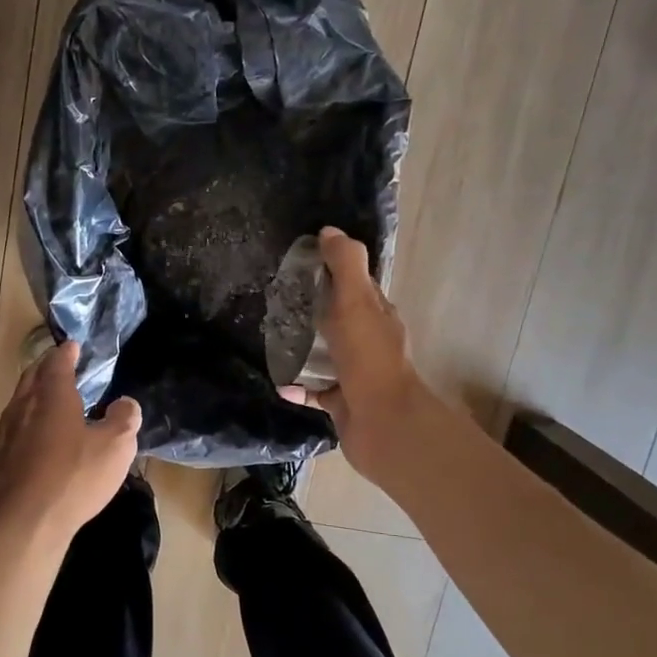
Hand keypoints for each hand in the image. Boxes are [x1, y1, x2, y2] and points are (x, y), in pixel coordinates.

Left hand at [0, 339, 141, 543]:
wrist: (23, 523)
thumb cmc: (72, 477)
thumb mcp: (115, 447)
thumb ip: (124, 419)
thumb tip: (125, 403)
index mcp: (52, 396)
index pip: (57, 363)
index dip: (66, 353)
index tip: (73, 346)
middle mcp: (24, 407)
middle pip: (32, 377)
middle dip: (46, 368)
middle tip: (60, 366)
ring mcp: (7, 433)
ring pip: (20, 402)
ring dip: (34, 394)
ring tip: (50, 399)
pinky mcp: (0, 460)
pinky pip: (15, 427)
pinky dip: (28, 421)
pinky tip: (39, 437)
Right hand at [289, 228, 432, 485]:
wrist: (383, 424)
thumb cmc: (369, 358)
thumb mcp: (356, 302)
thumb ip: (345, 265)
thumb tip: (329, 231)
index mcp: (377, 316)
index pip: (356, 287)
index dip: (333, 272)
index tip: (302, 263)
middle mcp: (369, 343)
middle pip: (340, 320)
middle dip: (314, 310)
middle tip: (278, 302)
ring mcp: (356, 376)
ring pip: (326, 356)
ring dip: (303, 349)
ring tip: (273, 339)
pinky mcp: (343, 404)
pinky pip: (315, 392)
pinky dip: (298, 387)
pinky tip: (279, 384)